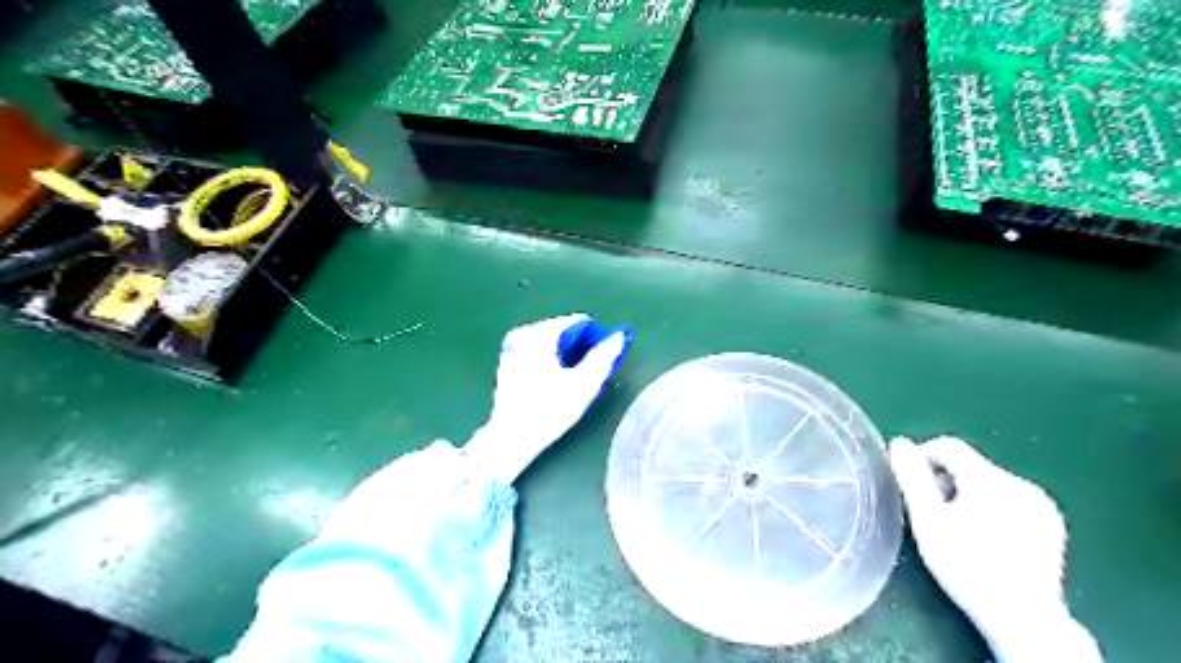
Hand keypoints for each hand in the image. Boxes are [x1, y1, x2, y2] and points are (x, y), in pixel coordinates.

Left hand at [460, 312, 630, 482]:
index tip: (599, 361)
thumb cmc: (550, 410)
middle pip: (563, 330)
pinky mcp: (507, 362)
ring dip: (564, 355)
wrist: (512, 437)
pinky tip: (552, 383)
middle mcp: (523, 333)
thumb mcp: (584, 384)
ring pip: (550, 341)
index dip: (594, 339)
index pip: (578, 322)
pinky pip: (536, 351)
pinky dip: (548, 360)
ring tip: (570, 381)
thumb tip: (619, 335)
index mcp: (540, 333)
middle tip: (585, 374)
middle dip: (578, 347)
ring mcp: (512, 347)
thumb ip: (604, 356)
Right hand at [892, 437, 1103, 659]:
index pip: (948, 446)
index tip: (911, 486)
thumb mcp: (928, 520)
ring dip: (967, 494)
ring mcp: (1041, 505)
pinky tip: (986, 538)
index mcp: (991, 479)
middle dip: (945, 481)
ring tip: (958, 529)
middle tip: (932, 514)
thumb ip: (912, 477)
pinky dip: (991, 508)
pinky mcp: (1051, 524)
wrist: (1024, 619)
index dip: (922, 458)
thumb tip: (900, 444)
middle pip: (969, 465)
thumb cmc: (966, 566)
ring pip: (989, 482)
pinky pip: (1010, 499)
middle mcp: (1021, 484)